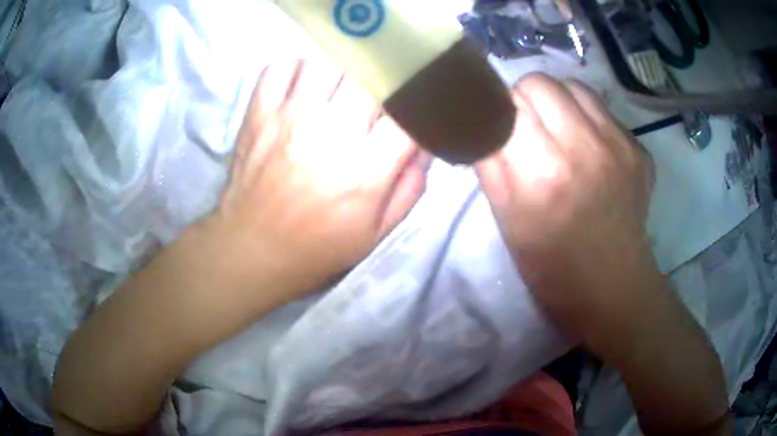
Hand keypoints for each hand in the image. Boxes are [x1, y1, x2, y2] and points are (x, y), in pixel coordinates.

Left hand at [209, 57, 429, 298]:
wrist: (252, 251)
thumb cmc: (317, 248)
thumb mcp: (377, 233)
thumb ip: (409, 188)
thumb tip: (424, 145)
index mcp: (364, 169)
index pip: (404, 115)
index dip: (412, 108)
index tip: (409, 111)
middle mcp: (329, 132)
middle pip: (367, 77)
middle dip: (379, 83)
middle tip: (375, 97)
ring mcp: (288, 117)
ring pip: (325, 62)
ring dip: (339, 71)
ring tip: (338, 89)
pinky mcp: (258, 114)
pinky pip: (278, 68)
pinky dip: (294, 69)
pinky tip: (302, 86)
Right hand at [476, 74, 655, 340]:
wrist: (612, 286)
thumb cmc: (552, 267)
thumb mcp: (507, 220)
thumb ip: (490, 163)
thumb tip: (480, 121)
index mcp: (544, 175)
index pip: (508, 104)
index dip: (497, 112)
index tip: (496, 126)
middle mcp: (586, 149)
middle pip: (540, 82)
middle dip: (524, 99)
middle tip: (527, 128)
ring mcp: (619, 146)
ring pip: (573, 87)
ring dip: (557, 102)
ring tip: (558, 132)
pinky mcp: (639, 149)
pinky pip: (602, 109)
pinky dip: (586, 118)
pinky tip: (588, 148)